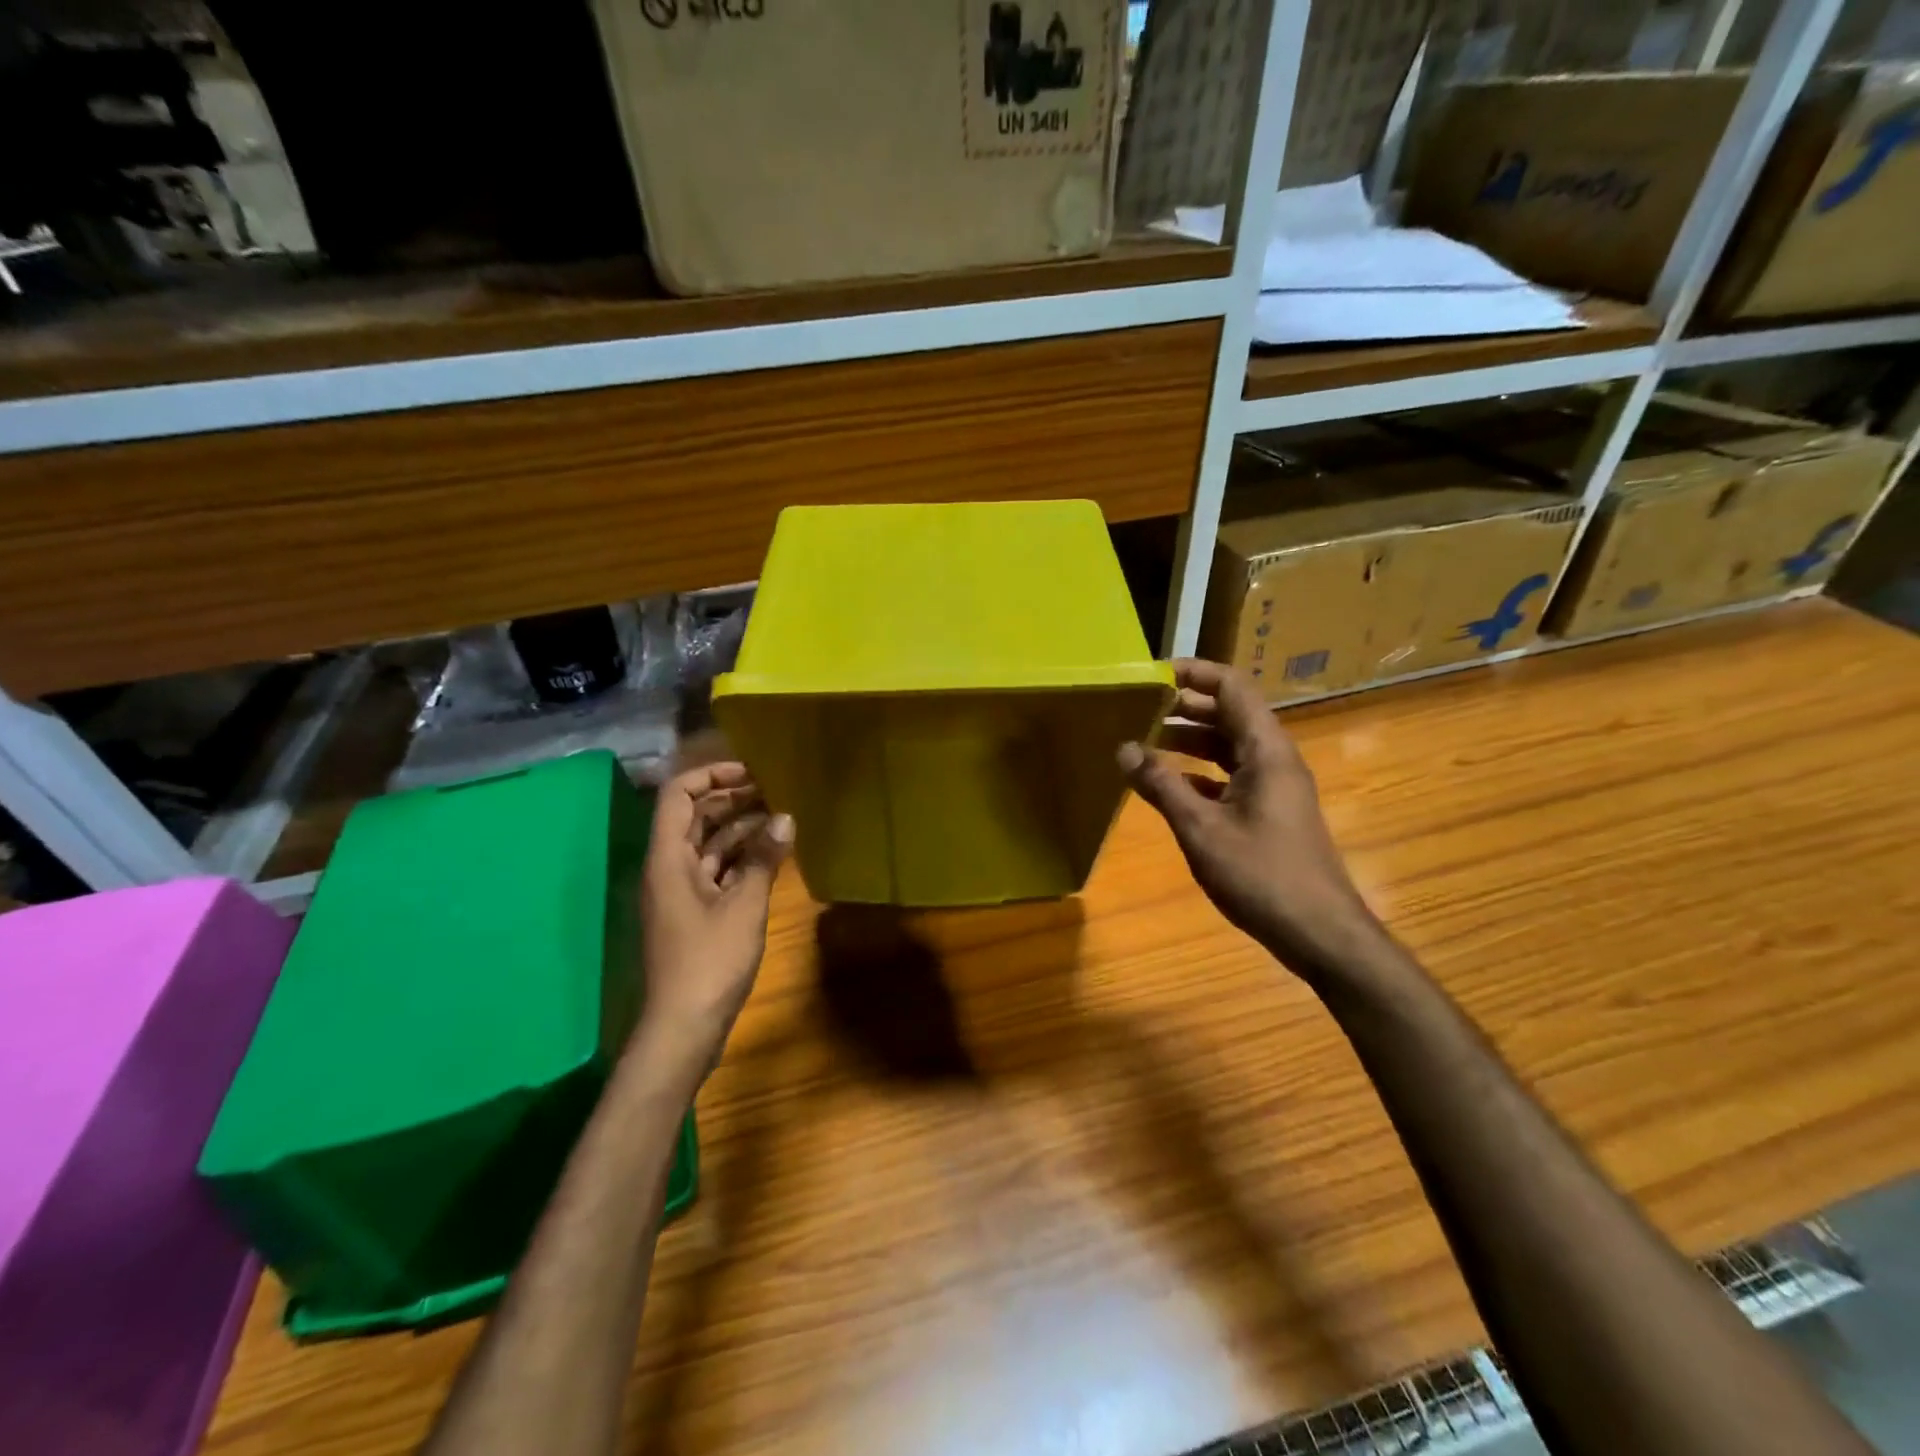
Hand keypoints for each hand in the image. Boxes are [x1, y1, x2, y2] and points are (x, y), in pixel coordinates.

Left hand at [637, 763, 792, 1067]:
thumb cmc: (709, 962)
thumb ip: (763, 859)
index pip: (679, 795)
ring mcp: (679, 892)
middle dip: (732, 799)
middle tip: (776, 792)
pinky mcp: (693, 913)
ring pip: (707, 844)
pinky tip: (772, 855)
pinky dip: (740, 858)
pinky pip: (715, 871)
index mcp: (667, 858)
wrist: (683, 1028)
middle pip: (693, 817)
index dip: (712, 775)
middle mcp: (668, 868)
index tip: (753, 773)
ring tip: (781, 817)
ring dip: (740, 828)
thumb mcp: (743, 906)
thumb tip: (785, 818)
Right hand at [1118, 659, 1383, 977]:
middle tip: (1138, 708)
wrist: (1320, 933)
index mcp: (1266, 751)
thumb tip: (1124, 748)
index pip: (1232, 688)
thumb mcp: (1200, 829)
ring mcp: (1275, 787)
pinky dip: (1199, 773)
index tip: (1152, 675)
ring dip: (1190, 740)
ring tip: (1145, 741)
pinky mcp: (1270, 812)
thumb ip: (1161, 785)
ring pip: (1229, 747)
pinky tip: (1169, 786)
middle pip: (1230, 714)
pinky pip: (1231, 776)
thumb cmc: (1262, 875)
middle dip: (1185, 706)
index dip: (1194, 673)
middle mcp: (1274, 759)